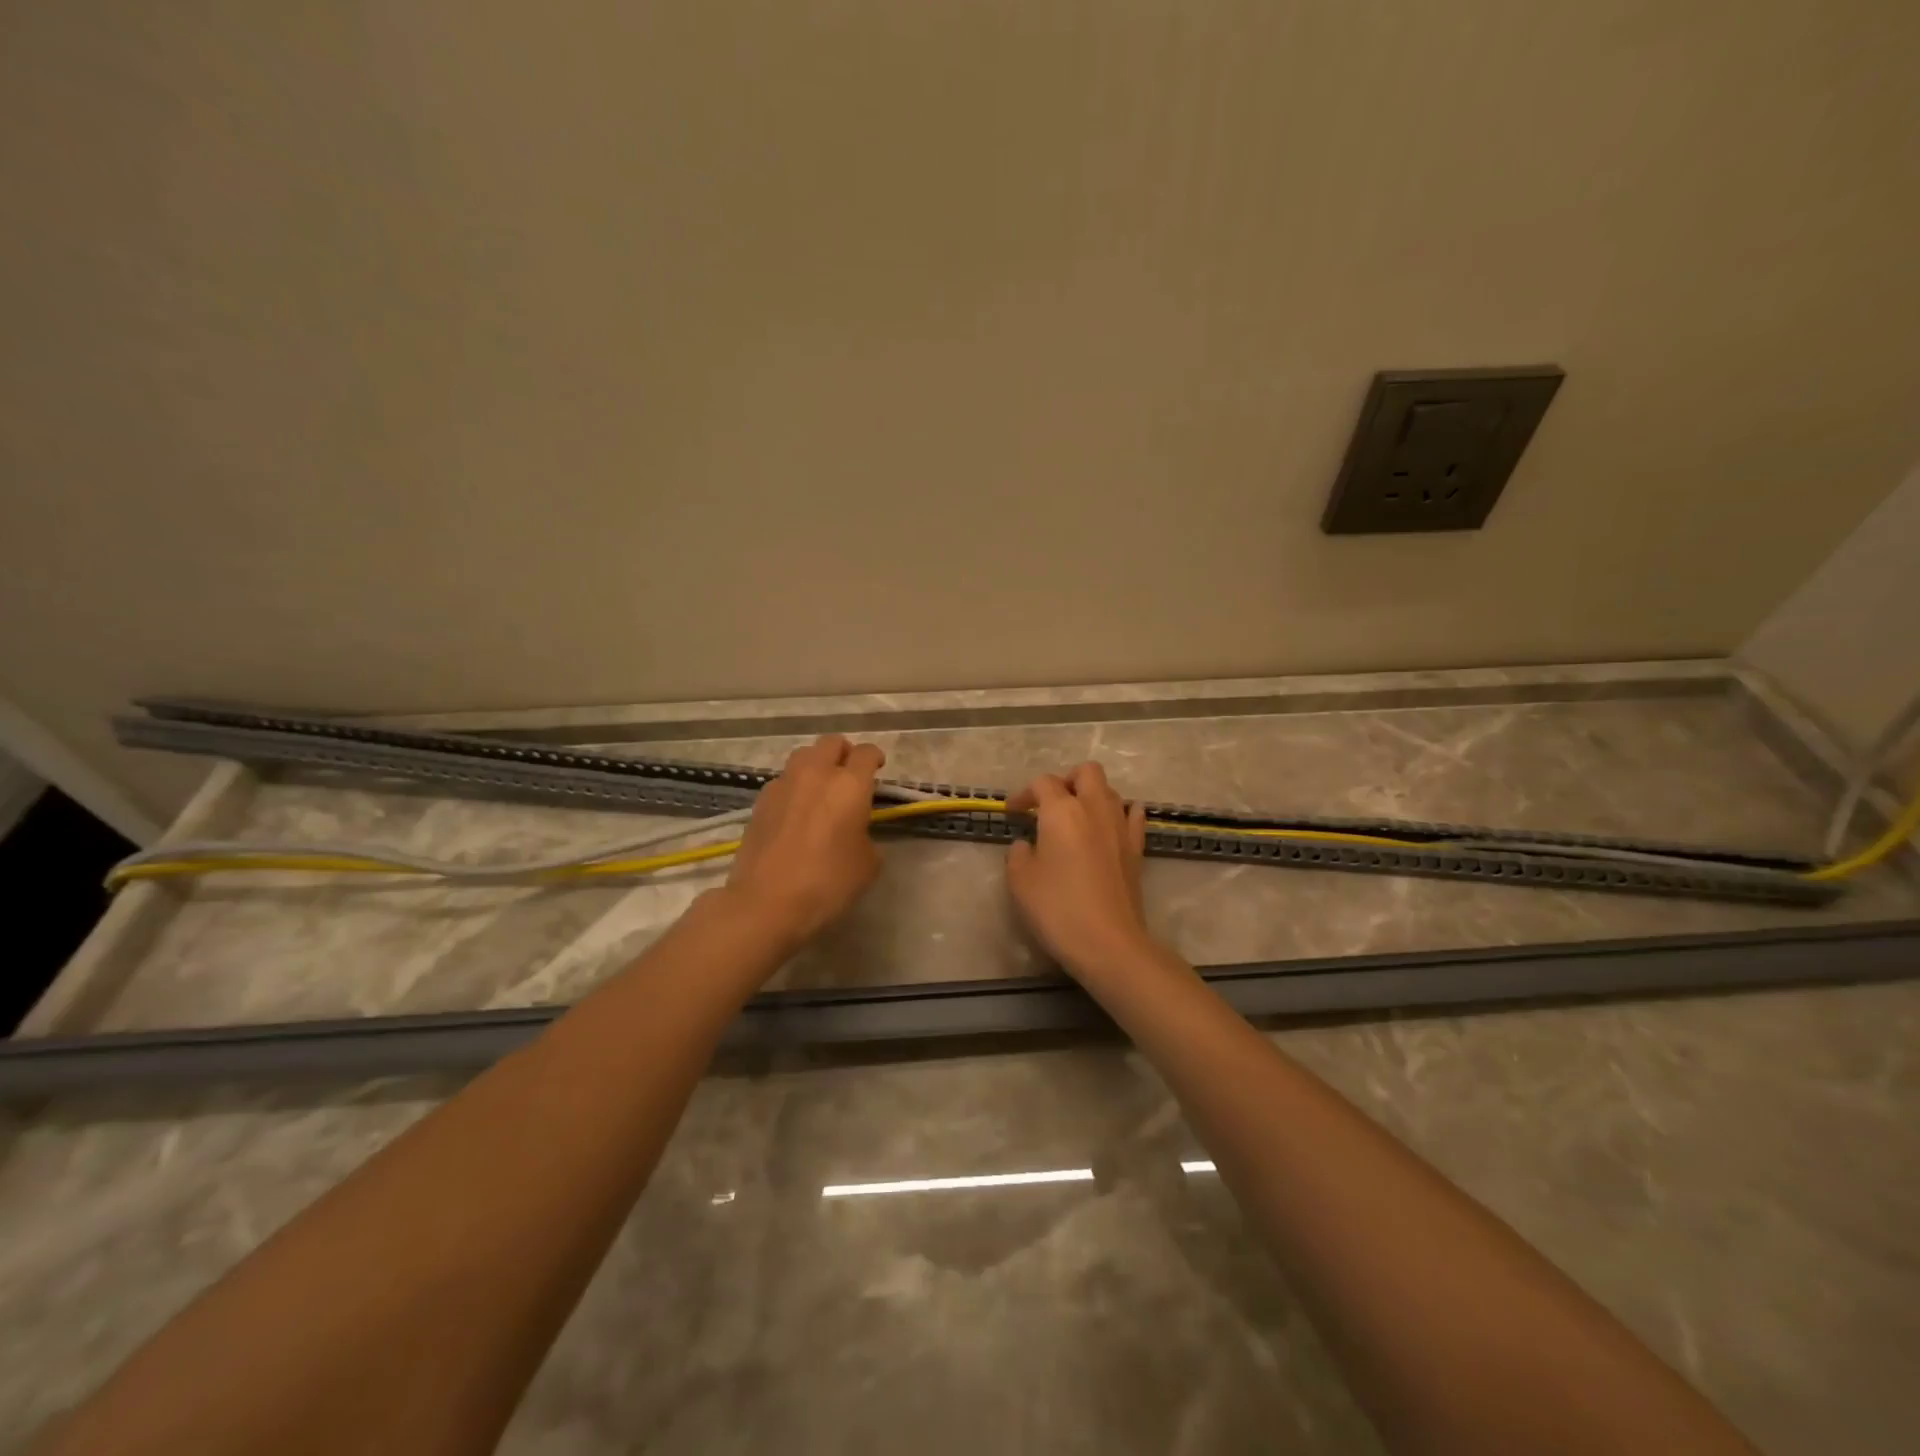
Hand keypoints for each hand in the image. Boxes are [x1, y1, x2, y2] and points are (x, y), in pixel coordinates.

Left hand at [723, 734, 884, 947]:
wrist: (766, 903)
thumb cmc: (827, 883)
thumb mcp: (867, 864)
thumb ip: (867, 835)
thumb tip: (855, 830)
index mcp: (849, 784)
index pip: (866, 753)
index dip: (875, 758)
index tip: (878, 770)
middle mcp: (816, 774)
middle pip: (831, 743)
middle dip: (844, 753)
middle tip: (849, 775)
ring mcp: (784, 784)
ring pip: (803, 756)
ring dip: (816, 765)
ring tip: (820, 790)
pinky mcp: (760, 801)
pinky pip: (783, 781)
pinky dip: (794, 787)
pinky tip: (796, 812)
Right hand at [1005, 762, 1156, 977]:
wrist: (1109, 943)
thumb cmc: (1057, 908)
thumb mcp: (1020, 881)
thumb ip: (1019, 854)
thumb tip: (1027, 845)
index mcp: (1062, 811)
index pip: (1043, 784)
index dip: (1024, 794)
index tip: (1013, 813)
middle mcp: (1095, 808)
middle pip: (1086, 772)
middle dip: (1066, 780)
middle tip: (1049, 804)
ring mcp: (1121, 827)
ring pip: (1110, 791)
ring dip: (1091, 796)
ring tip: (1076, 818)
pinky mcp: (1137, 849)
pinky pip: (1133, 816)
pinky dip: (1121, 813)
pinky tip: (1111, 824)